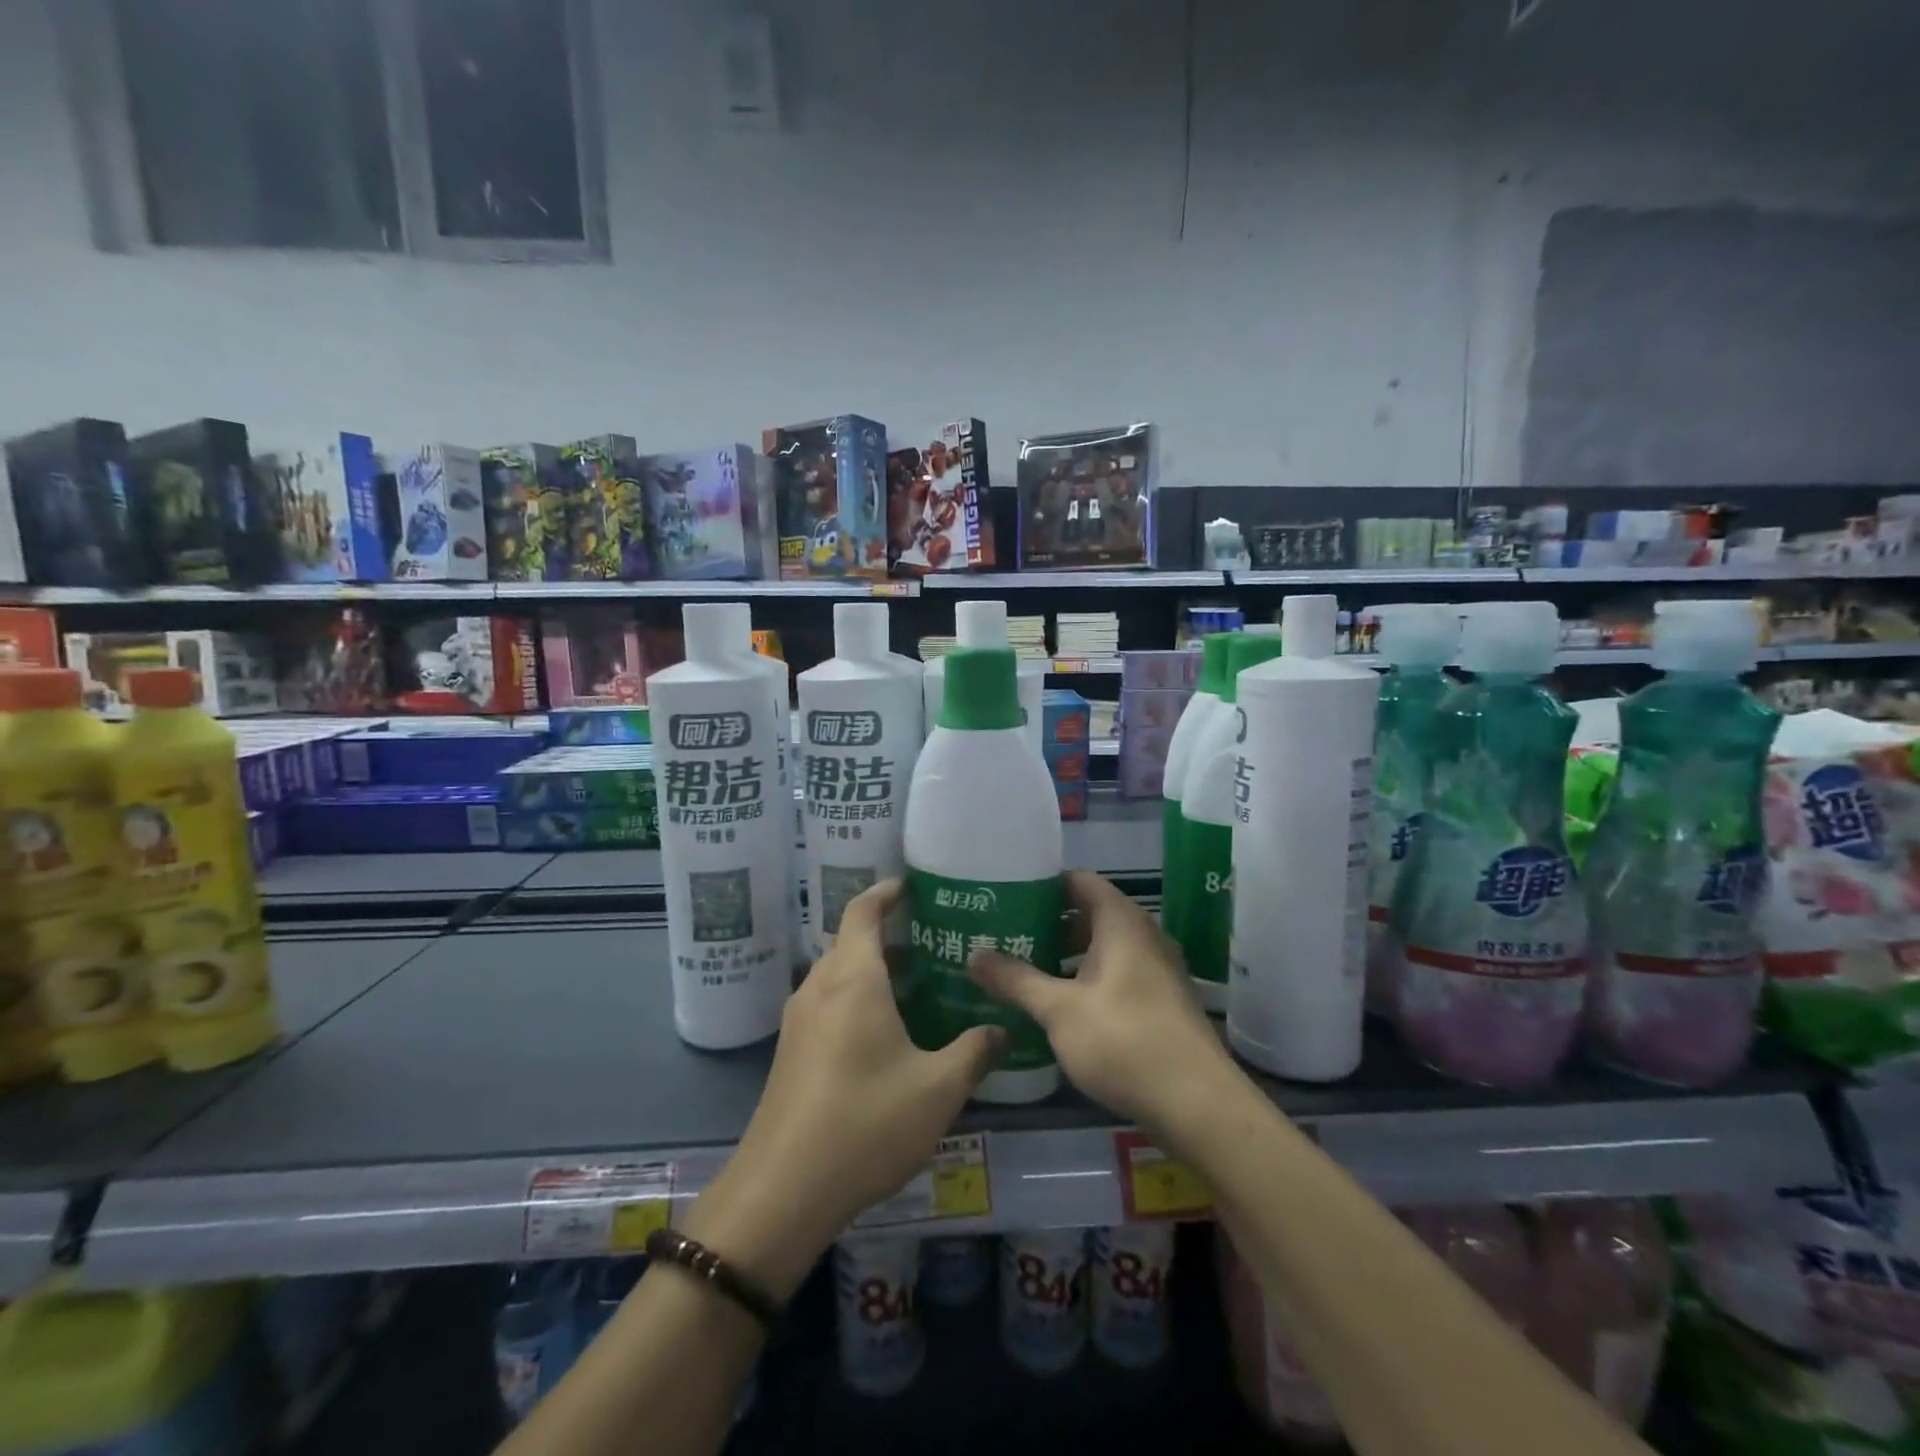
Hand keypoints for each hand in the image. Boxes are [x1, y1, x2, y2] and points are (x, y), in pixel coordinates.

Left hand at [683, 880, 1003, 1298]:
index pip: (863, 911)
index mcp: (853, 979)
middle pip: (851, 941)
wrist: (781, 1191)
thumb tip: (1003, 1030)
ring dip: (873, 970)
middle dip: (889, 935)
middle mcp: (820, 987)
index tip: (912, 886)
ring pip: (839, 975)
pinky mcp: (790, 1052)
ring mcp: (799, 1021)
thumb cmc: (865, 1123)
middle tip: (933, 941)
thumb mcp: (937, 1089)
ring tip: (917, 984)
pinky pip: (828, 1004)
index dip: (886, 892)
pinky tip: (886, 1033)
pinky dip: (857, 998)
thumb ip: (974, 1052)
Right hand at [970, 870, 1231, 1139]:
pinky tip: (1056, 1006)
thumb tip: (973, 955)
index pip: (1078, 881)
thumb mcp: (1060, 1010)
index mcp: (1121, 922)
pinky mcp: (1160, 1003)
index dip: (1042, 884)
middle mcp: (1143, 936)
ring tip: (1020, 970)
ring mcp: (1156, 971)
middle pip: (1088, 914)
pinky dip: (1084, 980)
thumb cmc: (1125, 1041)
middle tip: (1003, 936)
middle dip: (1046, 924)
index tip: (1005, 895)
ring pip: (1101, 949)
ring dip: (1064, 956)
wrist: (1198, 1105)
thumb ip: (1016, 980)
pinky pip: (1115, 976)